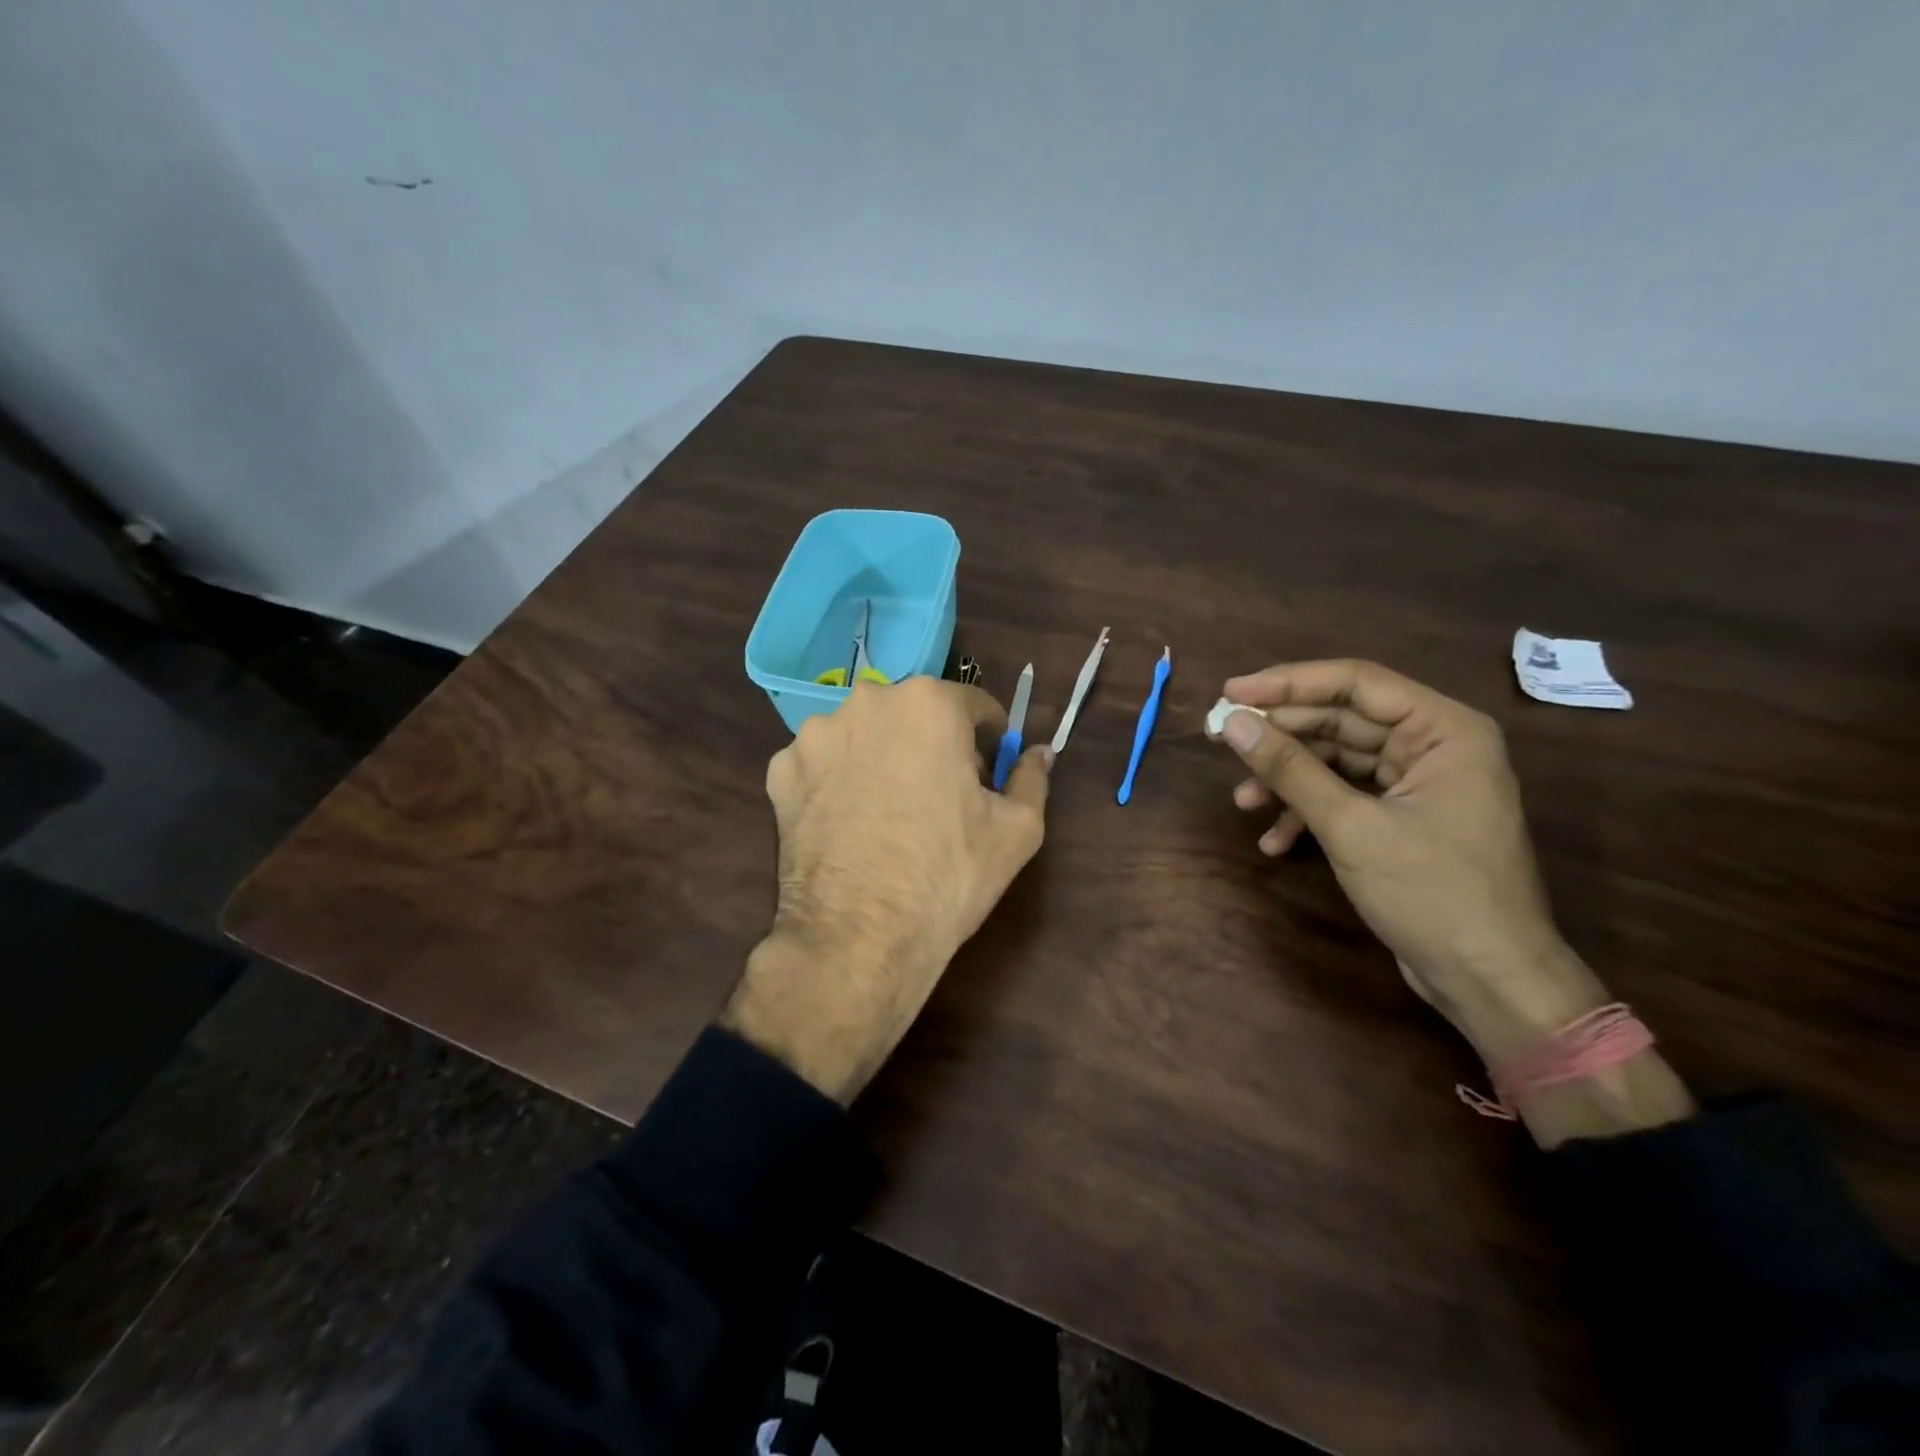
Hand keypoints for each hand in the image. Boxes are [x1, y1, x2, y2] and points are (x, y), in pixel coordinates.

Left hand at [720, 676, 1051, 1102]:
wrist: (857, 938)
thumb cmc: (948, 875)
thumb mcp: (1017, 829)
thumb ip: (1032, 778)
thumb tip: (1039, 753)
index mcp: (928, 703)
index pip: (974, 705)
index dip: (989, 740)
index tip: (990, 772)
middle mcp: (867, 702)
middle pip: (914, 715)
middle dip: (933, 744)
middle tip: (942, 795)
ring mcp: (815, 735)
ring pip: (865, 735)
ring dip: (882, 758)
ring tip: (889, 812)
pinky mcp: (781, 771)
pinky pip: (822, 764)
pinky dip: (837, 782)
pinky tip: (848, 822)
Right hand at [1211, 660, 1692, 1144]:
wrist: (1488, 981)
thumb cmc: (1433, 893)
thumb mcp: (1351, 826)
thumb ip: (1290, 769)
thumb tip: (1231, 723)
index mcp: (1444, 730)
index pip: (1356, 684)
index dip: (1288, 683)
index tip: (1232, 692)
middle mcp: (1434, 745)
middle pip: (1341, 720)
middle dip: (1281, 735)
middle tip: (1222, 740)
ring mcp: (1419, 783)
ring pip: (1337, 760)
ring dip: (1288, 779)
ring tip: (1243, 801)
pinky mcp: (1403, 818)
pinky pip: (1345, 795)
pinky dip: (1308, 812)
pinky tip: (1274, 841)